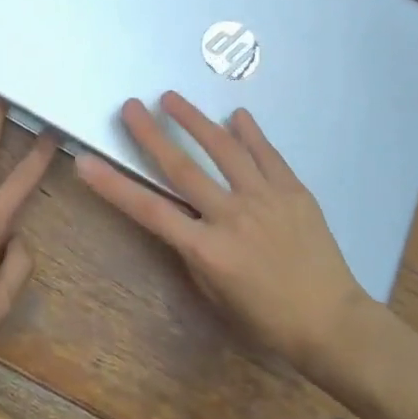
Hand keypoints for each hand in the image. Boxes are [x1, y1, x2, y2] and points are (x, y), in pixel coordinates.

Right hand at [75, 92, 368, 370]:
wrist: (331, 321)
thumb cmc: (267, 319)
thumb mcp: (216, 295)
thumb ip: (194, 253)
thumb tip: (182, 216)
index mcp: (208, 251)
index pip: (150, 211)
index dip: (114, 186)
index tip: (86, 161)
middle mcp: (232, 217)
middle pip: (182, 169)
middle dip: (151, 135)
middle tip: (129, 106)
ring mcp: (265, 199)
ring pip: (224, 150)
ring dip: (195, 120)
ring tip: (171, 97)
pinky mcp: (293, 191)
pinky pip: (267, 154)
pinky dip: (250, 132)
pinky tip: (236, 114)